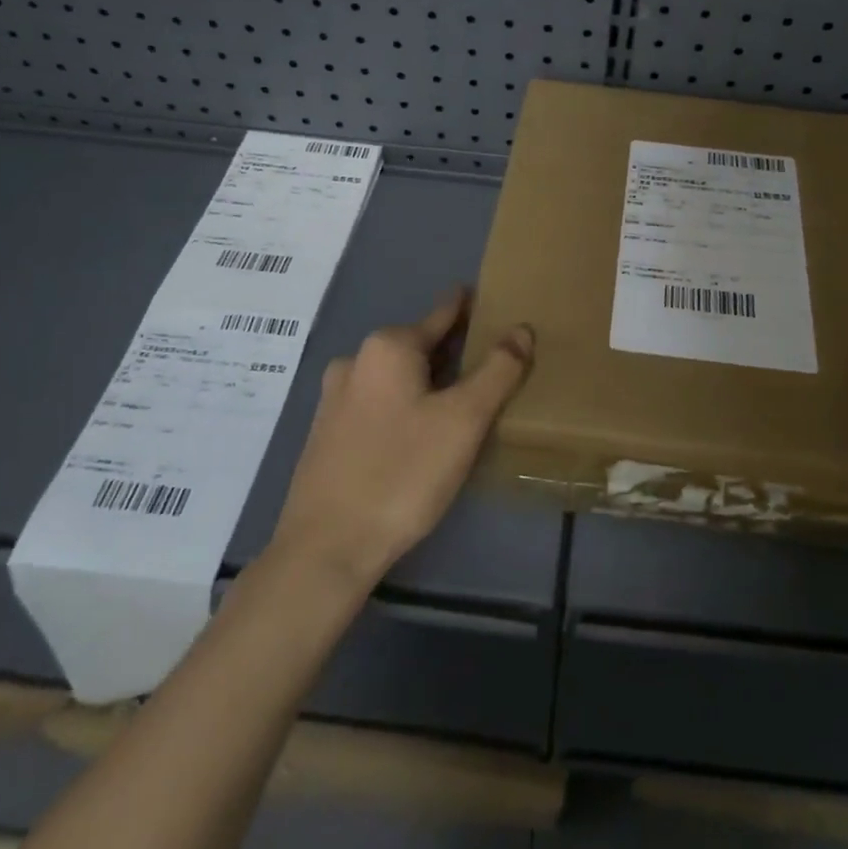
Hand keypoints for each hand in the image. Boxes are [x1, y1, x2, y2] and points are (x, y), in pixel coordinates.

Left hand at [269, 287, 534, 590]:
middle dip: (452, 349)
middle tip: (489, 358)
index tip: (490, 299)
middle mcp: (356, 361)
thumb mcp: (463, 420)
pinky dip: (405, 403)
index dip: (470, 307)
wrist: (325, 549)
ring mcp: (335, 398)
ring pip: (396, 376)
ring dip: (428, 380)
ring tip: (461, 396)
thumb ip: (497, 370)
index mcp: (388, 347)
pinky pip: (378, 402)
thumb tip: (522, 329)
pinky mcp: (326, 433)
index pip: (442, 314)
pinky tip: (420, 431)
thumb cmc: (402, 473)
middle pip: (418, 344)